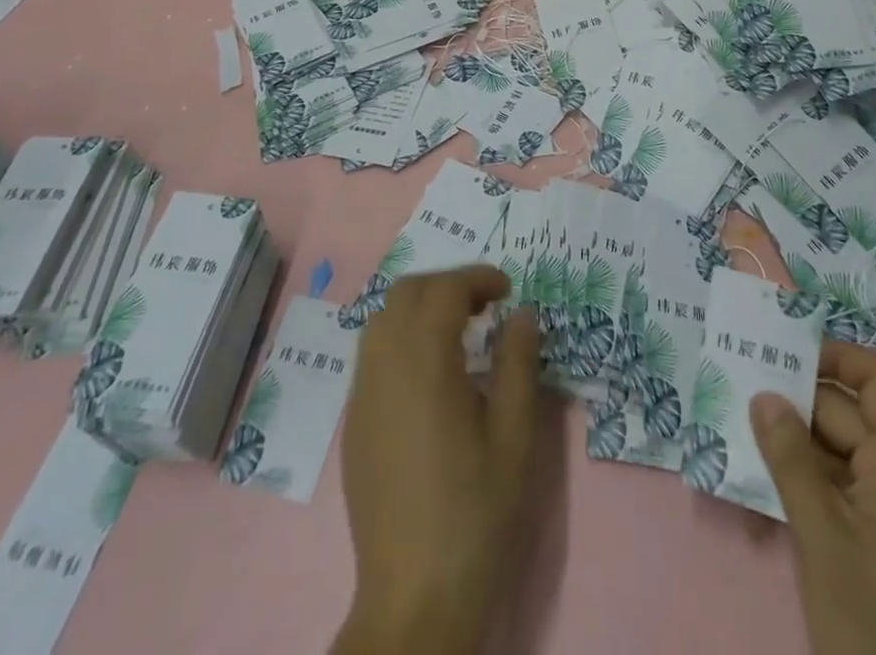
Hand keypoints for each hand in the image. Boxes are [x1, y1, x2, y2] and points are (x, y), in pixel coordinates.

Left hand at [333, 267, 540, 654]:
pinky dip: (401, 336)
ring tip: (458, 332)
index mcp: (424, 362)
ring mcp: (362, 394)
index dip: (477, 278)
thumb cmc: (475, 513)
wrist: (415, 598)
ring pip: (383, 318)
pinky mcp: (354, 423)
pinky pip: (373, 353)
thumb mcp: (515, 436)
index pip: (444, 289)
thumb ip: (519, 363)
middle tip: (485, 306)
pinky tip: (430, 373)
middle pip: (407, 292)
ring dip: (420, 307)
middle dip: (447, 285)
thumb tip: (522, 312)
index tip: (508, 290)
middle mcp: (383, 365)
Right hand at [751, 342, 875, 654]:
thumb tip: (764, 394)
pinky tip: (765, 489)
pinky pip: (844, 488)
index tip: (784, 354)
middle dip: (797, 403)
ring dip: (796, 445)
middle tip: (739, 392)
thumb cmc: (871, 620)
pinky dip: (808, 481)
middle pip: (851, 414)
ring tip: (741, 436)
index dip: (836, 356)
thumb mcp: (821, 533)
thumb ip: (790, 456)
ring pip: (842, 452)